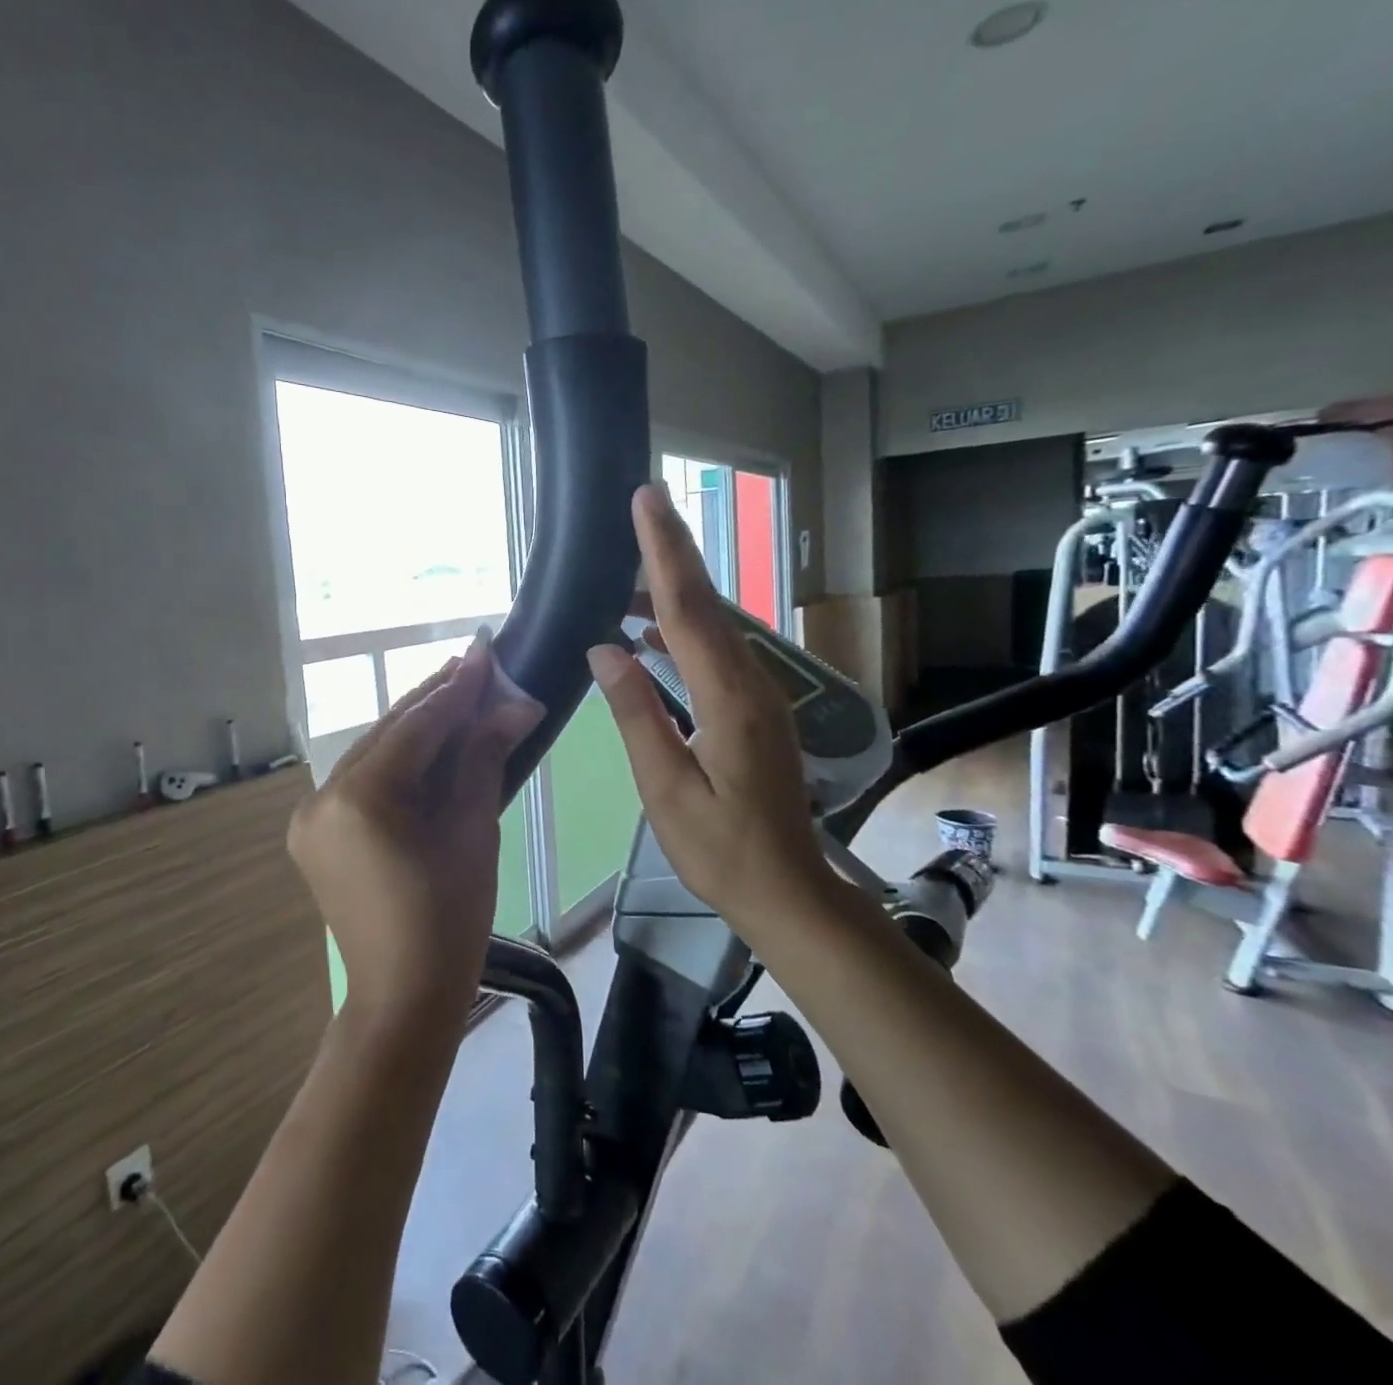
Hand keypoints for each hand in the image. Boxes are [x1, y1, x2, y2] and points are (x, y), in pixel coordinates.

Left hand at [288, 634, 543, 1023]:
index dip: (456, 690)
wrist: (403, 996)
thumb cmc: (450, 919)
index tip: (486, 653)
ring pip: (373, 754)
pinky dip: (397, 761)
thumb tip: (517, 704)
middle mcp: (323, 797)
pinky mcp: (315, 832)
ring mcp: (311, 816)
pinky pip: (362, 781)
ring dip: (415, 727)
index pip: (415, 728)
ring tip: (458, 693)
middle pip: (388, 734)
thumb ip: (483, 757)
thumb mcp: (473, 830)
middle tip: (475, 665)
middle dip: (434, 701)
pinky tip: (427, 743)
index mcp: (360, 798)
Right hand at [587, 484, 843, 932]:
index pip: (688, 610)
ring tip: (628, 573)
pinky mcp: (757, 710)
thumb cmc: (720, 850)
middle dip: (674, 552)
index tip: (646, 501)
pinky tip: (654, 633)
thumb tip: (604, 650)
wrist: (787, 890)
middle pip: (707, 604)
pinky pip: (718, 652)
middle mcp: (753, 684)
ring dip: (675, 592)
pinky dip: (685, 629)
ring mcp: (761, 696)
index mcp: (730, 699)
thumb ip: (637, 715)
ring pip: (715, 626)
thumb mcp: (666, 789)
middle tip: (643, 506)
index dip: (664, 553)